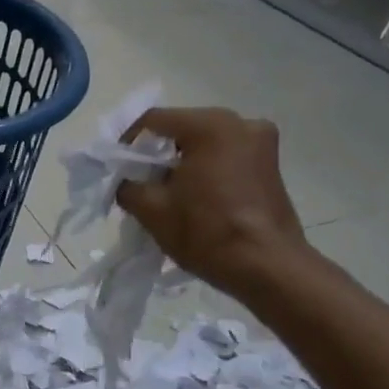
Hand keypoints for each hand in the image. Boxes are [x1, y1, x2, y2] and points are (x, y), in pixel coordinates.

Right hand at [116, 106, 309, 293]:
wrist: (267, 268)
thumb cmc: (206, 232)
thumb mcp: (152, 210)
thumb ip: (127, 186)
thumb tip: (125, 182)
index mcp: (210, 125)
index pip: (154, 120)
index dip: (127, 141)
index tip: (117, 167)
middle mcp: (241, 123)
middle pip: (182, 129)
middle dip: (157, 153)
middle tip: (139, 182)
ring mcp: (262, 143)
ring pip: (205, 144)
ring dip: (182, 163)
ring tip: (166, 193)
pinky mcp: (271, 166)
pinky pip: (226, 157)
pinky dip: (206, 170)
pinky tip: (195, 198)